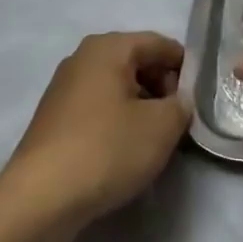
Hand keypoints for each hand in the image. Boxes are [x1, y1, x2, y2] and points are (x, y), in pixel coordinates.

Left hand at [5, 31, 190, 224]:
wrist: (41, 197)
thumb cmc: (107, 149)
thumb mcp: (162, 126)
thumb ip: (182, 105)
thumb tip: (179, 101)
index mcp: (108, 46)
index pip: (160, 44)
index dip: (186, 68)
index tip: (201, 99)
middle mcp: (83, 57)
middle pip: (137, 62)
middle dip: (163, 88)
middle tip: (179, 122)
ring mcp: (64, 87)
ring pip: (117, 87)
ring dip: (141, 107)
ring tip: (155, 141)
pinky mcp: (55, 118)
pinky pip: (98, 108)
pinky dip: (117, 121)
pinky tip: (124, 152)